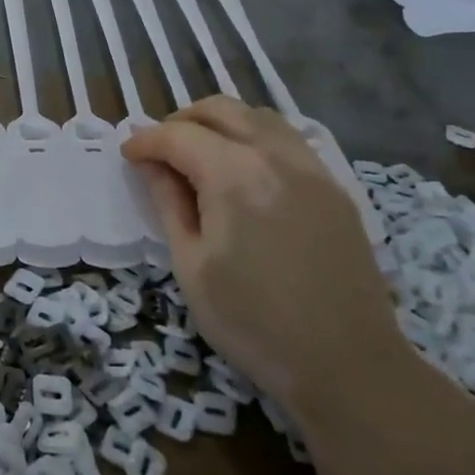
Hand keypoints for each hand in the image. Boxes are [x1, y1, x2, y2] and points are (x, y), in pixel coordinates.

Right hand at [121, 97, 401, 406]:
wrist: (347, 364)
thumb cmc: (252, 322)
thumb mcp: (192, 266)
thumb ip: (169, 204)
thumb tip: (151, 165)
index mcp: (235, 175)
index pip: (178, 136)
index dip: (146, 142)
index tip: (127, 155)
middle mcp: (276, 156)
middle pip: (221, 110)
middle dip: (181, 121)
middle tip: (159, 150)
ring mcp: (312, 168)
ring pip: (259, 117)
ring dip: (221, 123)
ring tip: (200, 154)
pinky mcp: (334, 188)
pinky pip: (288, 140)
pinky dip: (255, 138)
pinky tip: (244, 171)